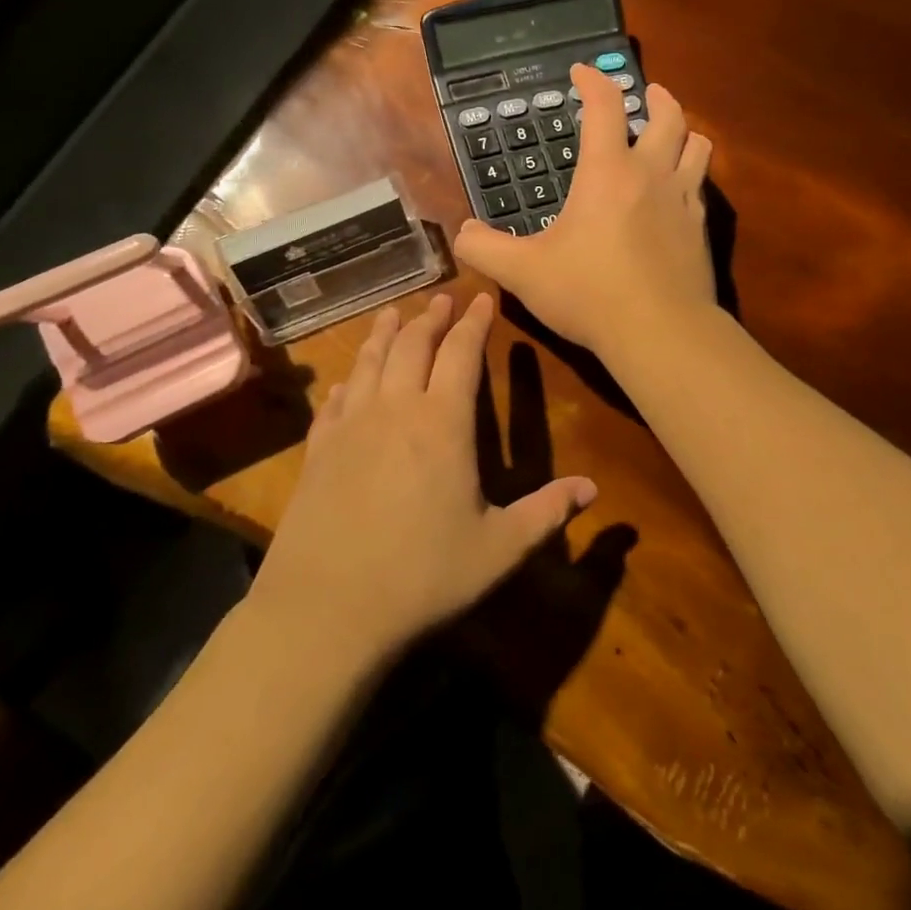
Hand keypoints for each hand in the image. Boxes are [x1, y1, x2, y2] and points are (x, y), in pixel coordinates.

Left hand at [248, 293, 596, 658]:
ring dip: (384, 334)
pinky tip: (347, 381)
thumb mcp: (498, 550)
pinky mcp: (318, 450)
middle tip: (442, 300)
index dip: (474, 323)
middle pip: (412, 346)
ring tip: (392, 314)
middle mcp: (395, 410)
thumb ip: (546, 513)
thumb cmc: (422, 577)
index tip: (483, 299)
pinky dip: (347, 381)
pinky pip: (334, 401)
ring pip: (369, 363)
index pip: (462, 354)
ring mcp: (350, 427)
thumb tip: (592, 489)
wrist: (326, 610)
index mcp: (443, 424)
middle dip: (430, 318)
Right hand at [454, 64, 714, 359]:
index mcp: (607, 172)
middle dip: (656, 97)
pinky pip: (702, 187)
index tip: (582, 72)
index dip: (593, 81)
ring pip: (697, 146)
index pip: (604, 107)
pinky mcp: (701, 230)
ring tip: (673, 132)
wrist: (660, 331)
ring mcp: (683, 201)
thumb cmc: (588, 293)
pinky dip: (692, 174)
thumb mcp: (523, 272)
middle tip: (647, 93)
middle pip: (667, 116)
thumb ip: (486, 249)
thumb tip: (462, 233)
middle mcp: (651, 174)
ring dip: (684, 131)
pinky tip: (681, 191)